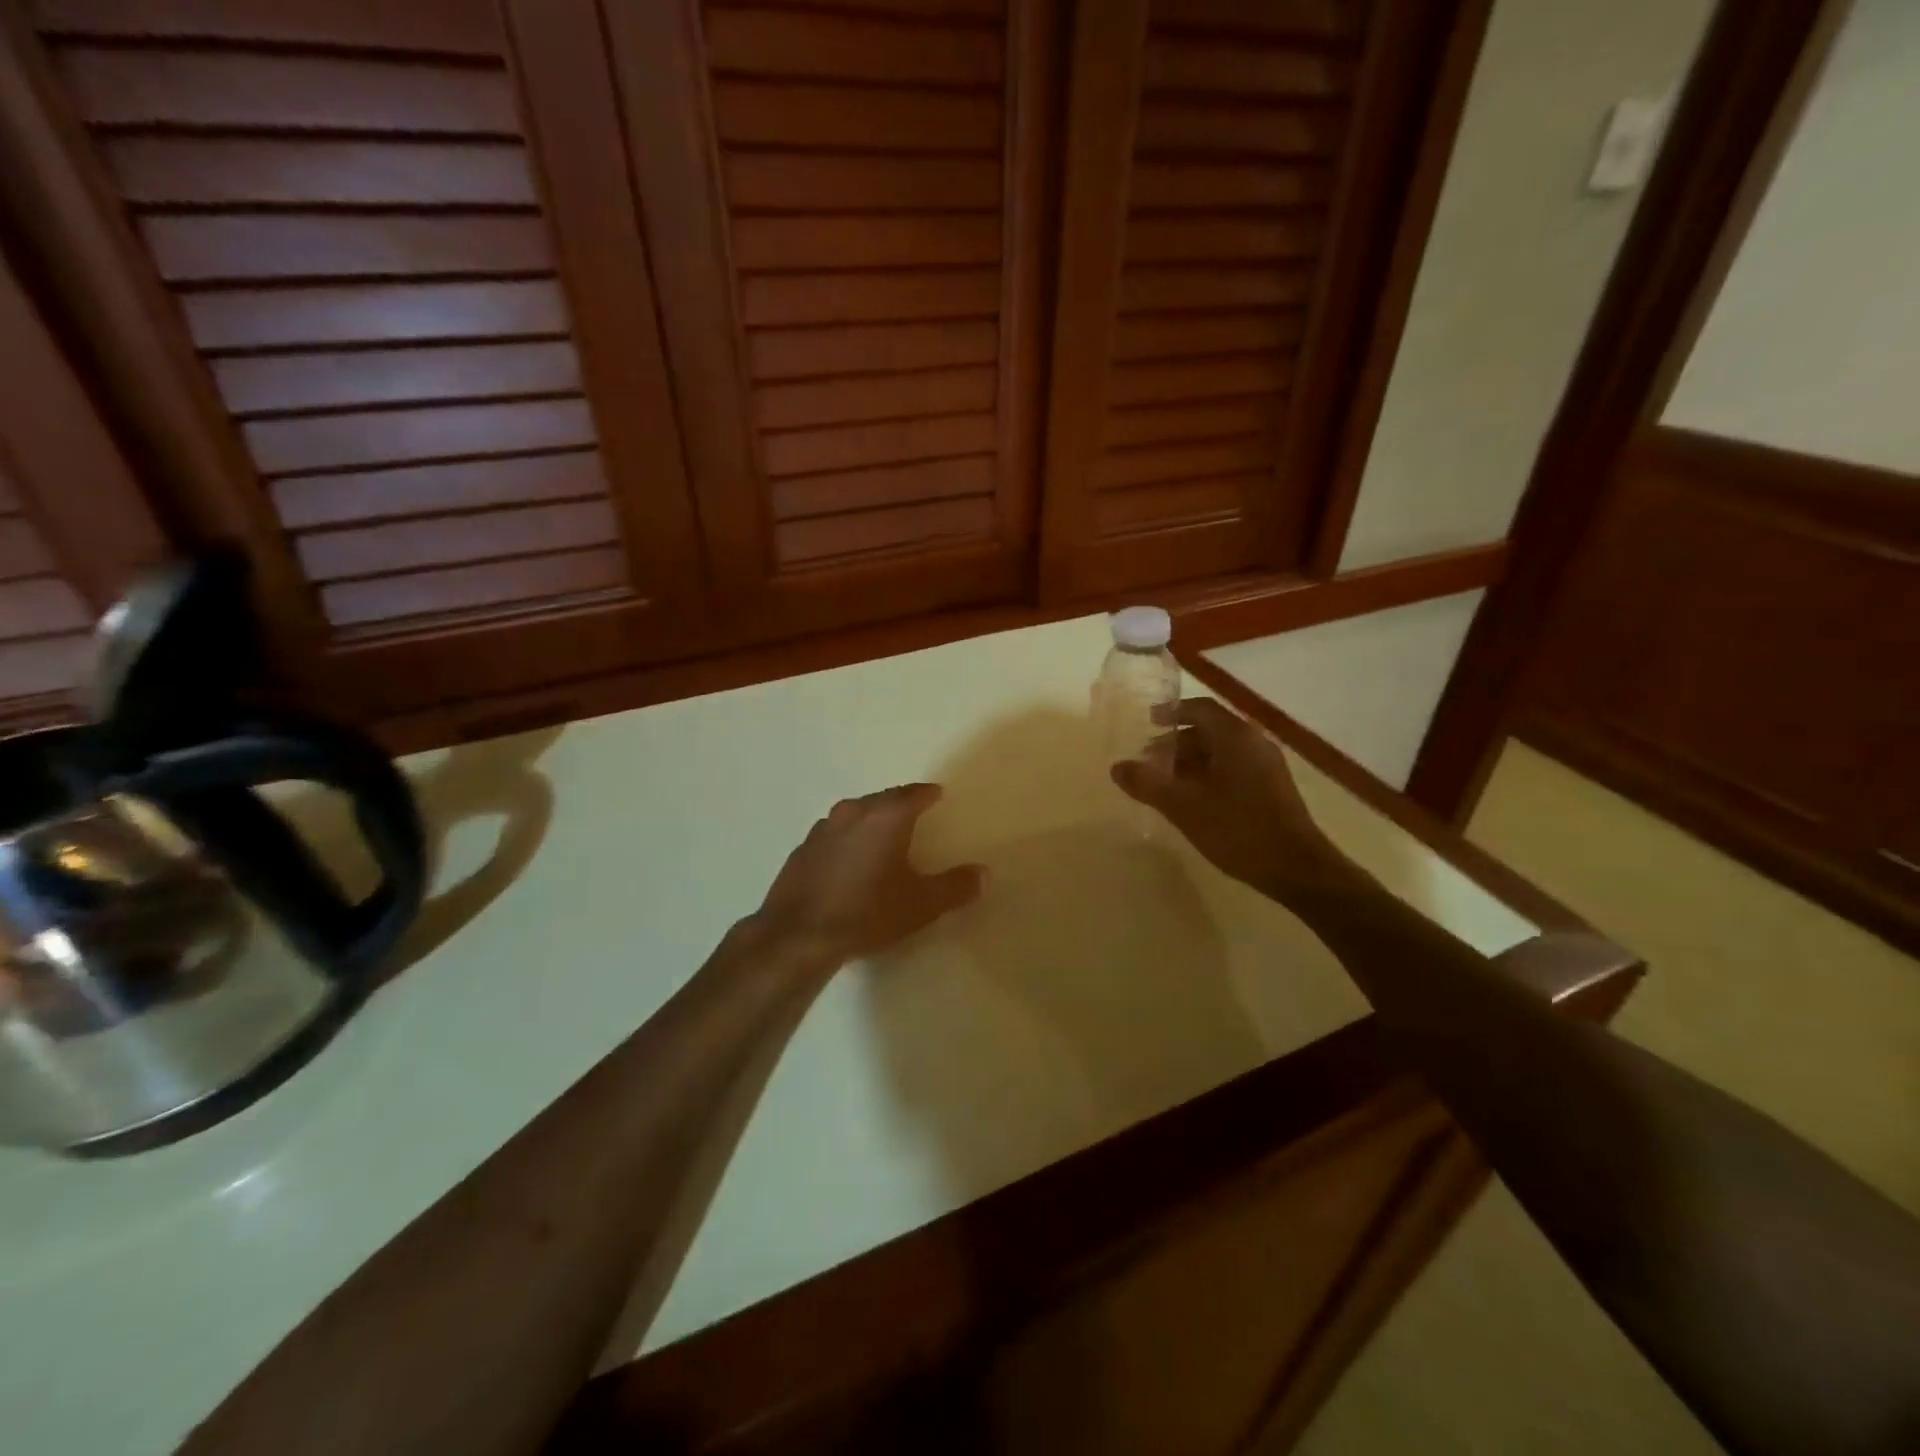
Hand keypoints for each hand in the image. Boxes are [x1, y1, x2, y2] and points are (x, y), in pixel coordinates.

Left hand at [749, 784, 984, 968]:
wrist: (797, 936)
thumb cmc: (866, 913)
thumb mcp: (921, 904)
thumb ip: (955, 887)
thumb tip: (984, 873)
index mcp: (884, 816)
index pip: (912, 794)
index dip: (927, 794)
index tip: (937, 795)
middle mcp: (852, 812)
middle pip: (882, 800)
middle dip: (899, 804)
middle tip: (914, 813)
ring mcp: (822, 829)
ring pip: (854, 815)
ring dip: (871, 821)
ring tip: (883, 836)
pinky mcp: (802, 850)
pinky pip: (833, 835)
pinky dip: (848, 840)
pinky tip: (850, 861)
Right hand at [1112, 698, 1354, 902]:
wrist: (1296, 867)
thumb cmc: (1237, 829)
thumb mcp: (1183, 806)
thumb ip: (1148, 783)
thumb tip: (1117, 767)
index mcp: (1235, 737)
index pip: (1200, 709)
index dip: (1172, 712)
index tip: (1148, 722)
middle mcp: (1254, 743)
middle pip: (1210, 730)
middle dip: (1176, 743)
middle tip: (1149, 762)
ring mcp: (1266, 766)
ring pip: (1221, 751)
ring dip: (1191, 761)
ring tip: (1166, 784)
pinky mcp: (1271, 788)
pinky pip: (1233, 768)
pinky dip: (1208, 774)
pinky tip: (1193, 800)